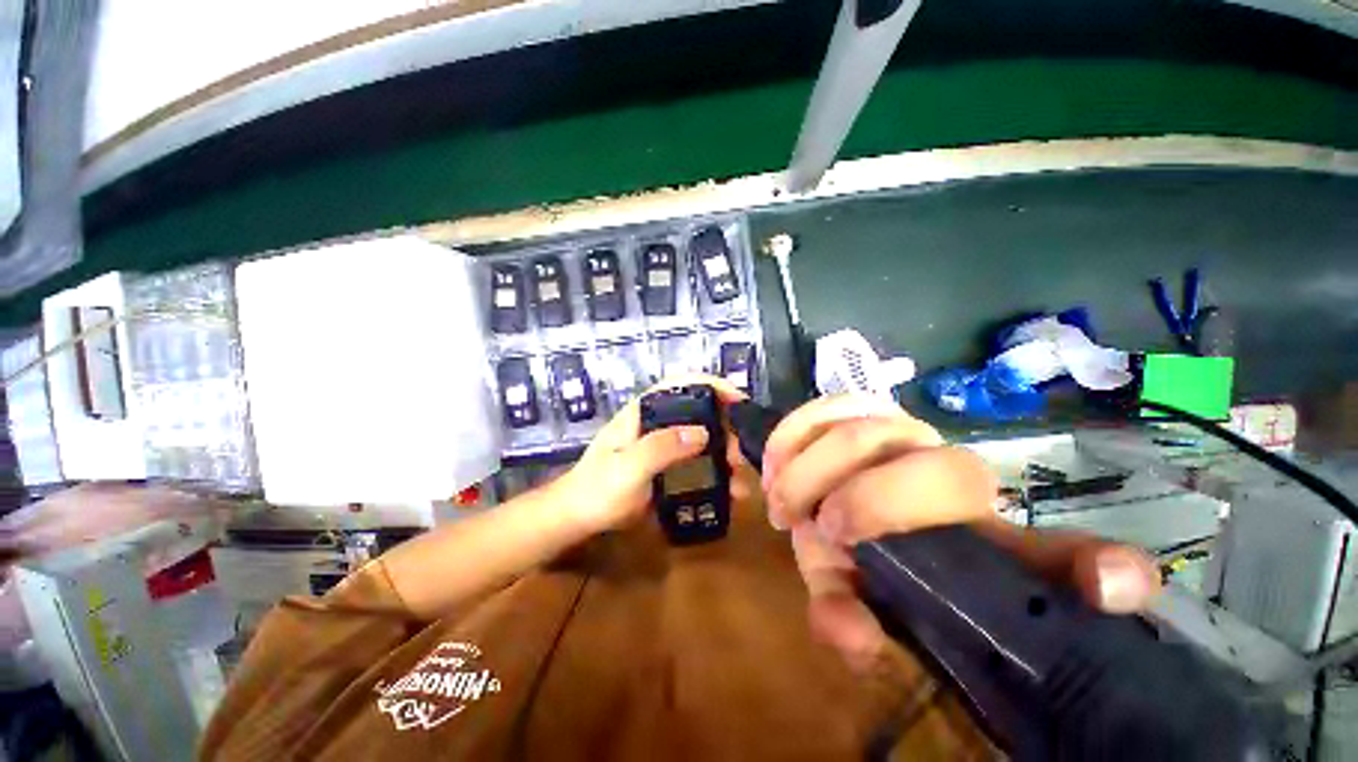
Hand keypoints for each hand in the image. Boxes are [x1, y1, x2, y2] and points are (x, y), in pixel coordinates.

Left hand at [554, 375, 748, 535]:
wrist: (578, 519)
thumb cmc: (597, 489)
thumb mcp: (627, 468)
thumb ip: (660, 448)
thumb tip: (702, 433)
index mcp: (644, 412)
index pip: (681, 385)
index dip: (711, 386)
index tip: (739, 401)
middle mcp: (657, 423)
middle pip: (698, 412)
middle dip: (725, 428)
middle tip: (740, 454)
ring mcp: (663, 445)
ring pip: (702, 439)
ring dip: (724, 453)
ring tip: (739, 478)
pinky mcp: (668, 466)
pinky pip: (698, 462)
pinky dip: (717, 473)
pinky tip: (729, 491)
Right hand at [761, 394, 1161, 672]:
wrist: (884, 523)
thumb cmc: (883, 562)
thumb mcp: (862, 599)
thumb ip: (857, 623)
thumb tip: (854, 635)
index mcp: (959, 500)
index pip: (944, 478)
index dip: (878, 500)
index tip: (827, 532)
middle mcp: (928, 446)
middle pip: (867, 437)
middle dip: (812, 476)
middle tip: (781, 514)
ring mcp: (891, 419)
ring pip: (842, 410)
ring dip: (794, 448)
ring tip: (772, 483)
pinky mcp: (858, 408)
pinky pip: (822, 403)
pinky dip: (790, 428)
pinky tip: (774, 457)